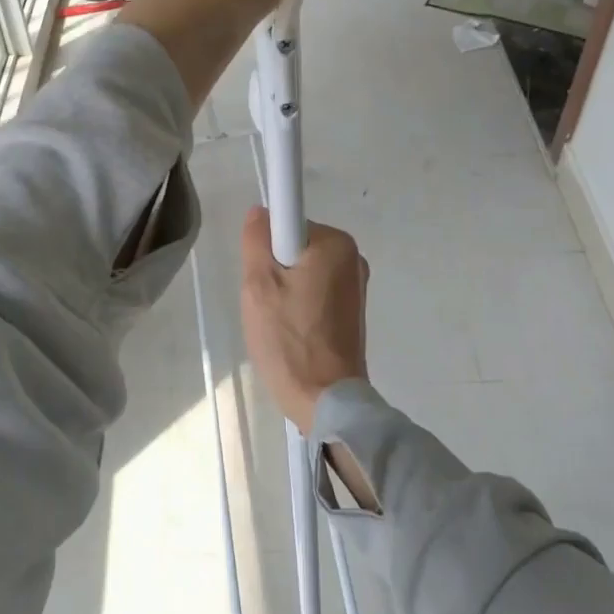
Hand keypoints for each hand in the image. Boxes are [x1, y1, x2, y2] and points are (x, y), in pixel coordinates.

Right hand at [240, 207, 368, 433]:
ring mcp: (356, 286)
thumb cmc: (289, 339)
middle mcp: (353, 257)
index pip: (287, 222)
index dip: (267, 247)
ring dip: (285, 290)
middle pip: (295, 247)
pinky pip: (316, 292)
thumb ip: (256, 240)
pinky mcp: (353, 311)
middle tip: (266, 303)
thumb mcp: (258, 285)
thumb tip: (261, 212)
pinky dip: (300, 306)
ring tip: (279, 323)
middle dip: (275, 270)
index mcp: (336, 243)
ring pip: (303, 271)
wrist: (326, 401)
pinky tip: (294, 333)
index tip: (263, 278)